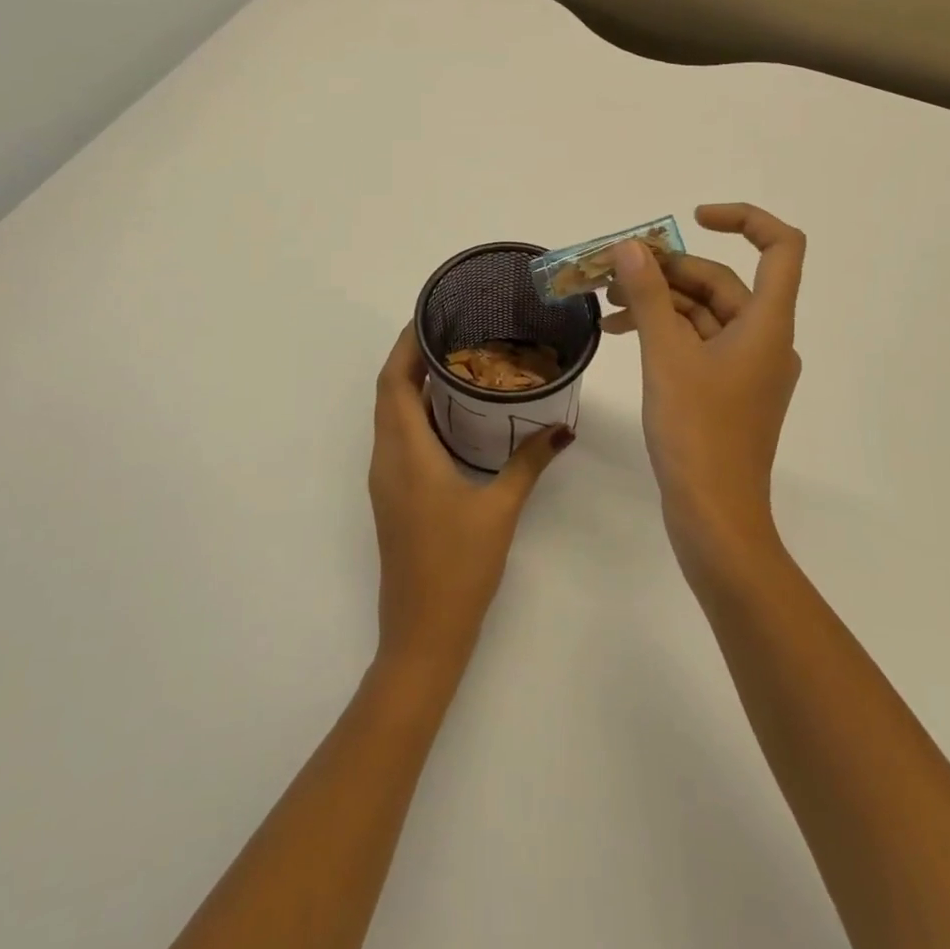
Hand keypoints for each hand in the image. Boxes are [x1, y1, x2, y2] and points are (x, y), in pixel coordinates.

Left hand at [368, 326, 571, 676]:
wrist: (423, 633)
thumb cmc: (458, 567)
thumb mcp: (501, 509)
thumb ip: (530, 462)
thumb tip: (562, 427)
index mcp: (406, 454)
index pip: (393, 382)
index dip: (405, 345)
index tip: (429, 315)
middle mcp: (387, 459)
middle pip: (388, 392)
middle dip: (411, 357)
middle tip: (451, 330)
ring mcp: (387, 479)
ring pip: (391, 415)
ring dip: (412, 384)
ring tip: (455, 361)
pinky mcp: (394, 495)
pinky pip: (398, 437)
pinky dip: (417, 413)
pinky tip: (453, 412)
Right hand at [604, 204, 805, 575]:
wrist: (714, 518)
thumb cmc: (697, 433)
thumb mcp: (666, 356)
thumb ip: (649, 295)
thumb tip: (631, 247)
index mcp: (768, 324)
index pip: (781, 248)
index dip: (743, 220)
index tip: (692, 219)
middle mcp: (766, 339)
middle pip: (723, 282)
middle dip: (668, 270)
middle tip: (612, 270)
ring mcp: (748, 368)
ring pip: (705, 314)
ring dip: (659, 301)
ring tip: (606, 302)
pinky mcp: (729, 391)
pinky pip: (699, 344)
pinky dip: (665, 331)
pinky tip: (623, 333)